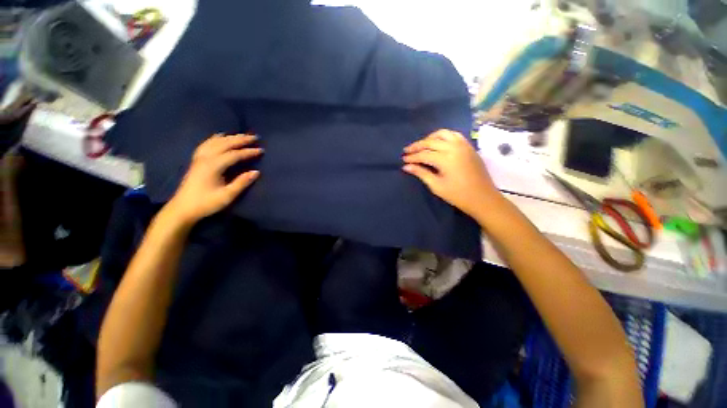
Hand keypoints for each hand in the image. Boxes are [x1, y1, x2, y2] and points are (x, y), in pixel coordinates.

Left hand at [165, 134, 262, 224]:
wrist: (183, 208)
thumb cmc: (206, 203)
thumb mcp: (227, 196)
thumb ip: (241, 183)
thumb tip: (256, 172)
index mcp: (213, 166)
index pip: (234, 154)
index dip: (248, 152)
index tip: (261, 150)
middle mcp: (206, 158)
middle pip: (225, 144)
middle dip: (240, 139)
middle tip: (254, 137)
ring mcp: (199, 158)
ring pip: (215, 142)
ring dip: (230, 137)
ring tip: (241, 135)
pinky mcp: (196, 161)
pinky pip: (206, 144)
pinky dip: (215, 138)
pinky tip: (220, 136)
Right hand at [402, 129, 499, 217]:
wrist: (483, 198)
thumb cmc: (458, 195)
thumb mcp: (436, 186)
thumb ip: (421, 173)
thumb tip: (406, 166)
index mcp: (446, 159)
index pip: (424, 154)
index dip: (412, 157)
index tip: (403, 159)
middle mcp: (454, 147)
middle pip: (431, 141)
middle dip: (417, 146)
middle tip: (407, 150)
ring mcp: (463, 145)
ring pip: (443, 134)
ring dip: (429, 138)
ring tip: (421, 145)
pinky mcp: (469, 146)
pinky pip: (454, 135)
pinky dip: (443, 136)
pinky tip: (438, 142)